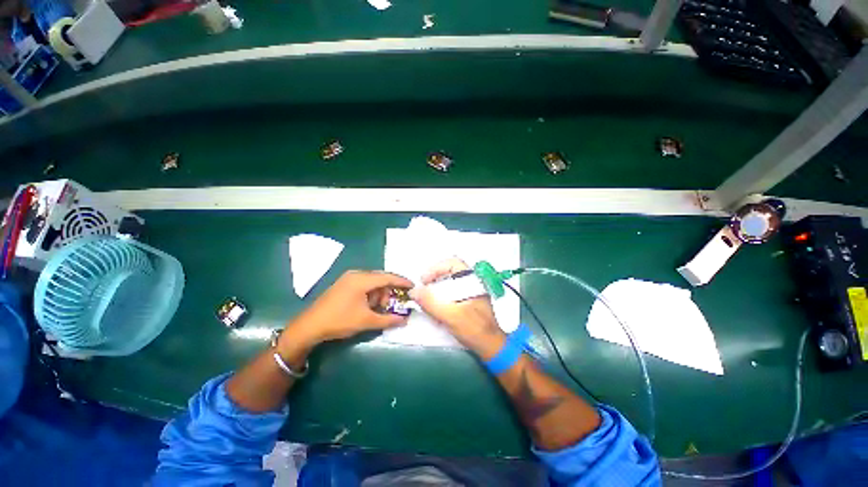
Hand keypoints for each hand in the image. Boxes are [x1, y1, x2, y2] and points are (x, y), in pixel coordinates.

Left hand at [285, 270, 412, 348]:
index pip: (388, 277)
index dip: (402, 282)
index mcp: (362, 279)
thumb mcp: (366, 321)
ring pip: (372, 283)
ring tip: (379, 309)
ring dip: (379, 294)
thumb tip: (405, 320)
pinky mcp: (344, 284)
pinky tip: (369, 306)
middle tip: (394, 305)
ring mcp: (348, 278)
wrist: (309, 326)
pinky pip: (364, 285)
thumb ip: (388, 320)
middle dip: (390, 292)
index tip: (413, 286)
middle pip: (380, 279)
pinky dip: (371, 294)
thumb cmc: (339, 321)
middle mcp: (356, 274)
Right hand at [410, 258, 505, 358]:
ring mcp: (471, 293)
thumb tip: (413, 291)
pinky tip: (436, 309)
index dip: (436, 268)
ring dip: (436, 289)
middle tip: (423, 290)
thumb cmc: (474, 329)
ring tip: (427, 300)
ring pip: (450, 283)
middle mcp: (472, 283)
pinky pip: (452, 294)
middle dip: (434, 279)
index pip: (452, 263)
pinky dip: (441, 298)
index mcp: (472, 281)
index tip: (424, 281)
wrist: (492, 347)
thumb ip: (431, 302)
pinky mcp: (469, 302)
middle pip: (449, 272)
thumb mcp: (451, 315)